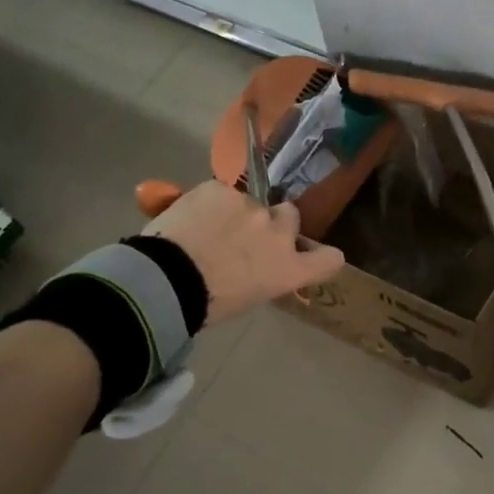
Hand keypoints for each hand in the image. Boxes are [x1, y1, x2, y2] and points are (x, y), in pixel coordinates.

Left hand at [141, 180, 344, 325]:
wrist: (166, 279)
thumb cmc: (204, 305)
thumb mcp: (246, 298)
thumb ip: (262, 275)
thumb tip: (253, 266)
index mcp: (287, 270)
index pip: (328, 259)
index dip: (324, 256)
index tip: (314, 255)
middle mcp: (278, 234)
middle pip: (290, 215)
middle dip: (274, 221)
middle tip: (247, 235)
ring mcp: (251, 207)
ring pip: (251, 201)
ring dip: (236, 212)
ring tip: (206, 228)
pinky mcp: (221, 188)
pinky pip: (219, 192)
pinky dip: (208, 202)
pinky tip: (189, 218)